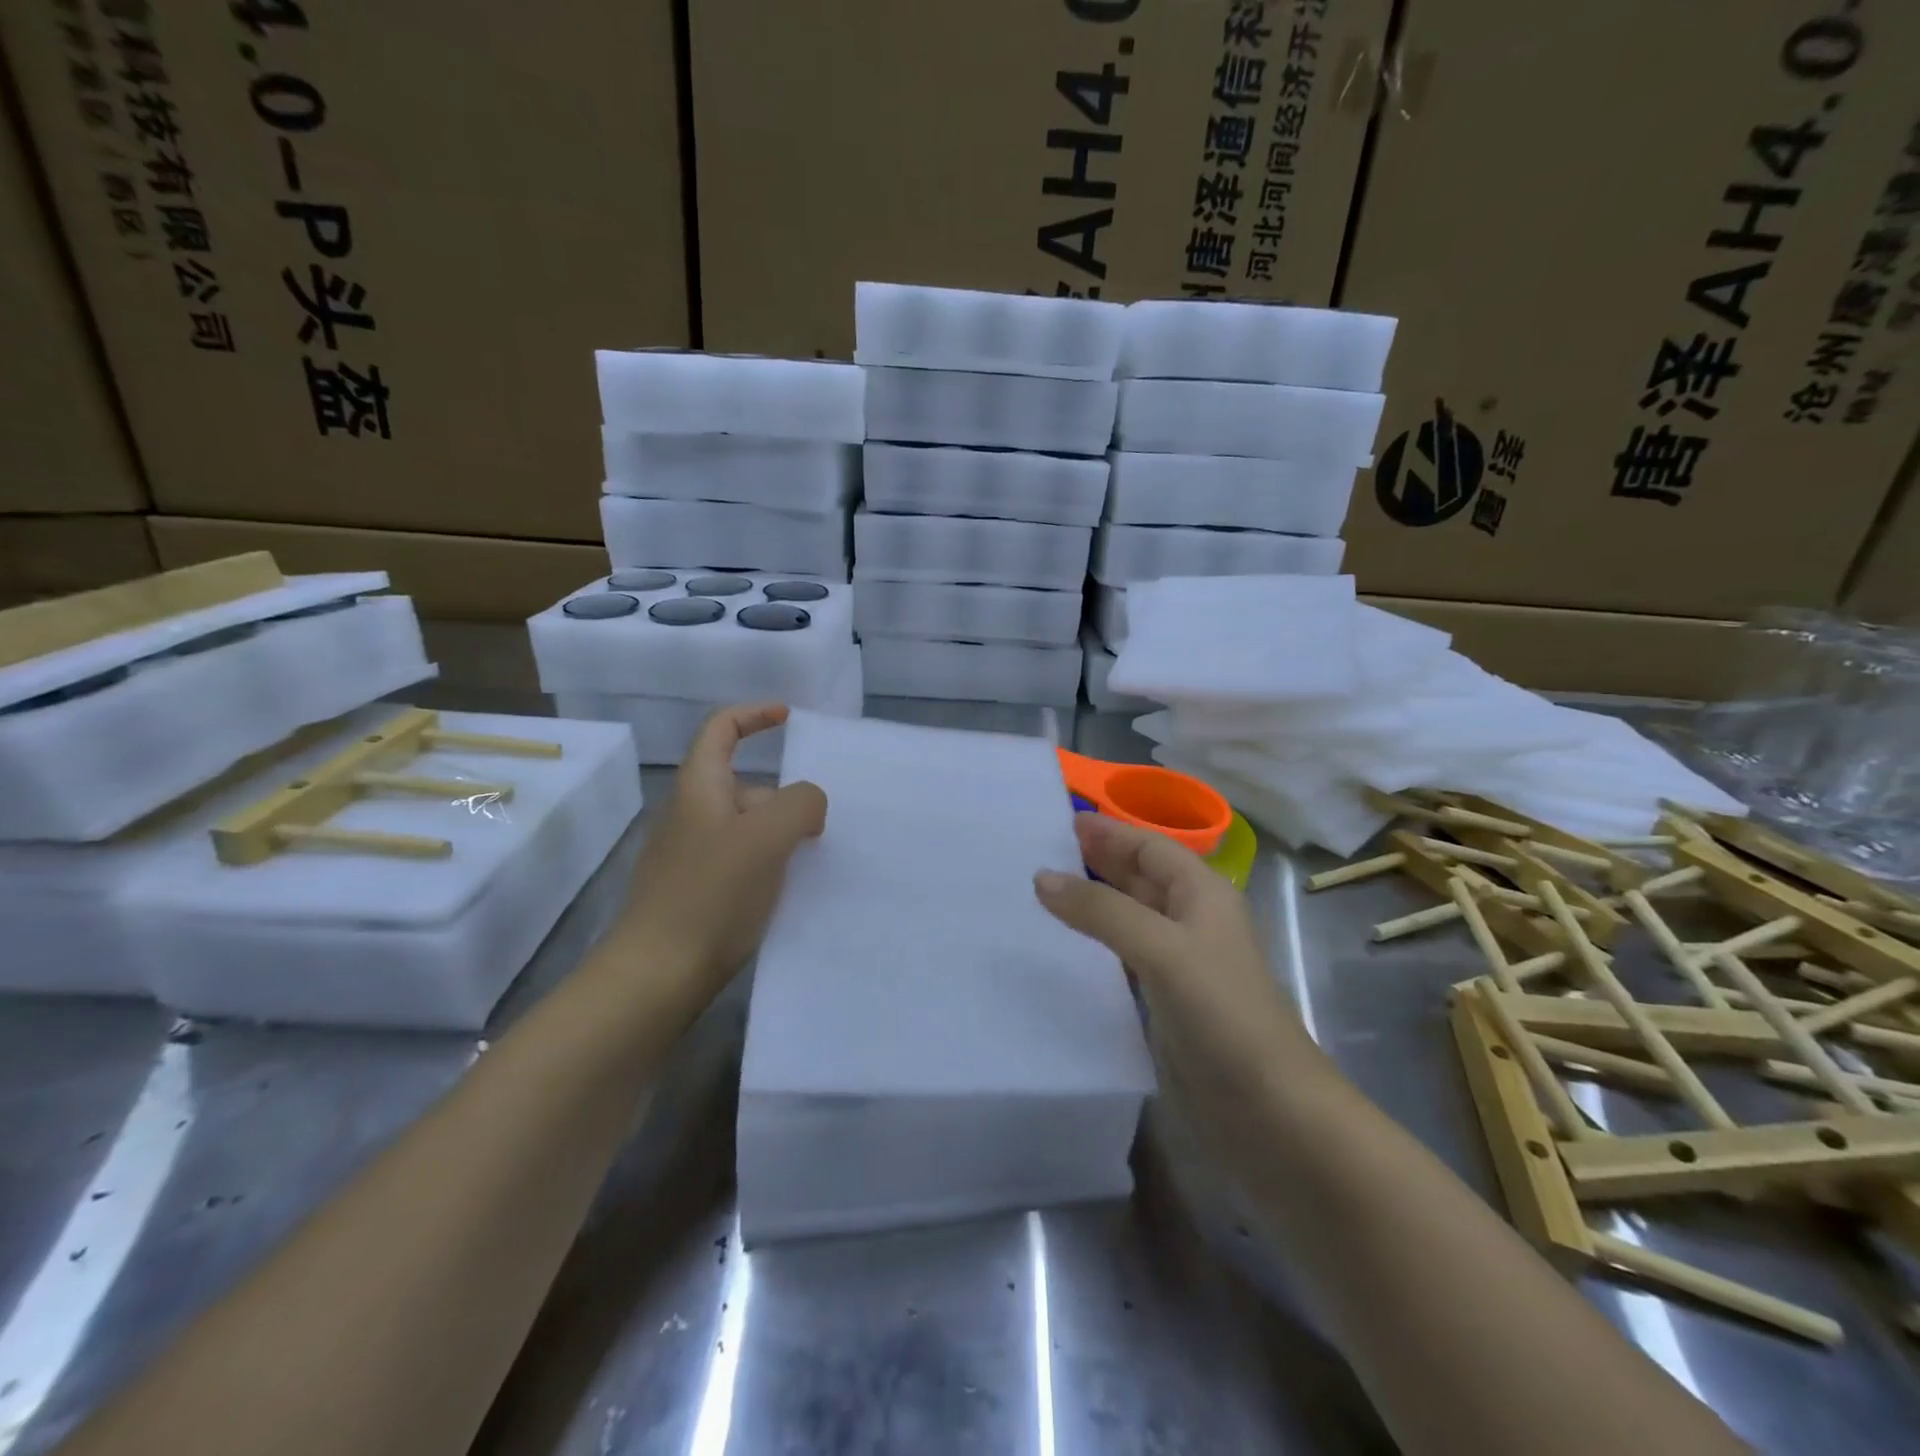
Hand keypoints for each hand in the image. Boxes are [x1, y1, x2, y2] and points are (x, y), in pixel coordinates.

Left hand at [626, 704, 827, 991]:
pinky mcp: (696, 893)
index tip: (790, 719)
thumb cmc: (711, 895)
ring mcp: (690, 857)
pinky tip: (787, 894)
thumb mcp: (767, 837)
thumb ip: (801, 803)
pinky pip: (741, 863)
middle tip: (819, 828)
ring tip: (812, 864)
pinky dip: (768, 866)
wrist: (656, 976)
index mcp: (700, 788)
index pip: (721, 729)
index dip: (755, 715)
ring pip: (746, 828)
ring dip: (781, 836)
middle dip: (786, 798)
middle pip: (745, 785)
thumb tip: (808, 804)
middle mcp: (691, 815)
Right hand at [1034, 814, 1316, 1101]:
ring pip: (1128, 918)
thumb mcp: (1163, 949)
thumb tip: (1042, 877)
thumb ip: (1102, 911)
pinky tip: (1060, 949)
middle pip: (1140, 877)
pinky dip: (1093, 947)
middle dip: (1097, 861)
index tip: (1060, 821)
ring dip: (1091, 904)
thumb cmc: (1224, 1014)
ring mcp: (1179, 965)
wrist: (1269, 1113)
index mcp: (1202, 894)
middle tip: (1040, 852)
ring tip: (1039, 894)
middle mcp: (1191, 921)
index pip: (1150, 847)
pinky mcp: (1165, 1004)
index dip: (1110, 831)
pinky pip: (1121, 959)